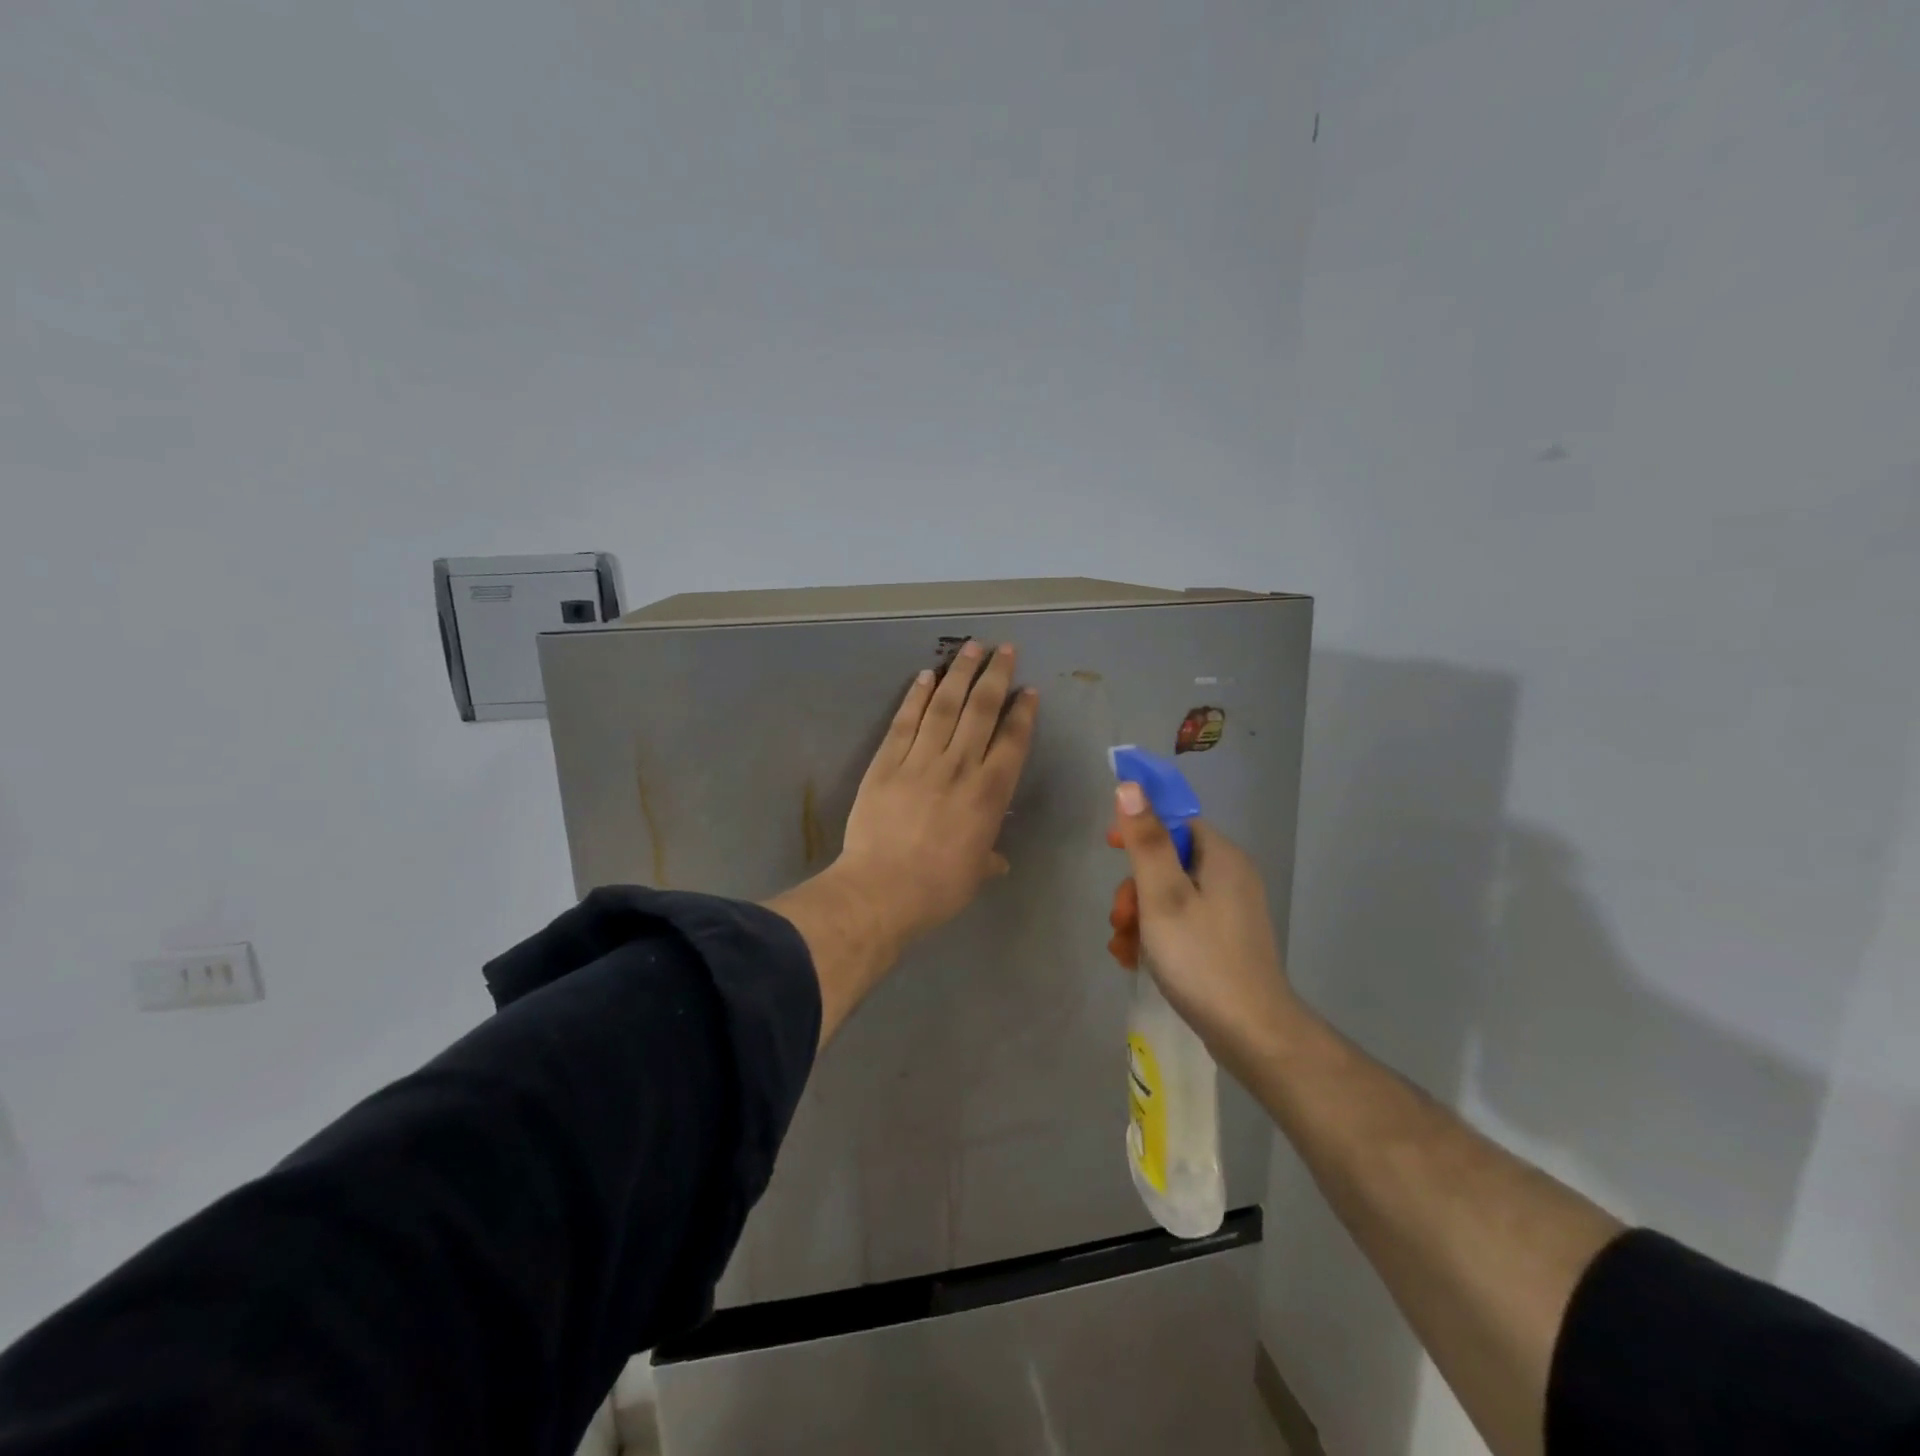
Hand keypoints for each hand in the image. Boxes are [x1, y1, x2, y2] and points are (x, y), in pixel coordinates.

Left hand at [838, 640, 1038, 944]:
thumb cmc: (938, 889)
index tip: (1028, 690)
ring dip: (959, 674)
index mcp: (989, 794)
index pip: (1012, 741)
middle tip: (1004, 649)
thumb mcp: (975, 874)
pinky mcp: (886, 762)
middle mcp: (960, 767)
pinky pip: (905, 721)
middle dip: (995, 676)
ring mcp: (921, 760)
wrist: (882, 890)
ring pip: (944, 706)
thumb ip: (988, 858)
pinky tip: (924, 676)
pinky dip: (916, 697)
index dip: (1022, 712)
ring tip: (971, 648)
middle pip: (981, 710)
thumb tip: (997, 861)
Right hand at [1105, 785, 1297, 1077]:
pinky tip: (1135, 959)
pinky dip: (1155, 934)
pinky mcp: (1224, 939)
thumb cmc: (1201, 958)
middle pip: (1167, 860)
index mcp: (1221, 856)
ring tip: (1123, 947)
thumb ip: (1145, 841)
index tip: (1109, 848)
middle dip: (1134, 887)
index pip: (1173, 819)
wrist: (1252, 1034)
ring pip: (1169, 894)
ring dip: (1139, 915)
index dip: (1138, 828)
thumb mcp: (1163, 896)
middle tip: (1120, 918)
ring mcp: (1229, 910)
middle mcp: (1229, 875)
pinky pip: (1181, 920)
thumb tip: (1131, 785)